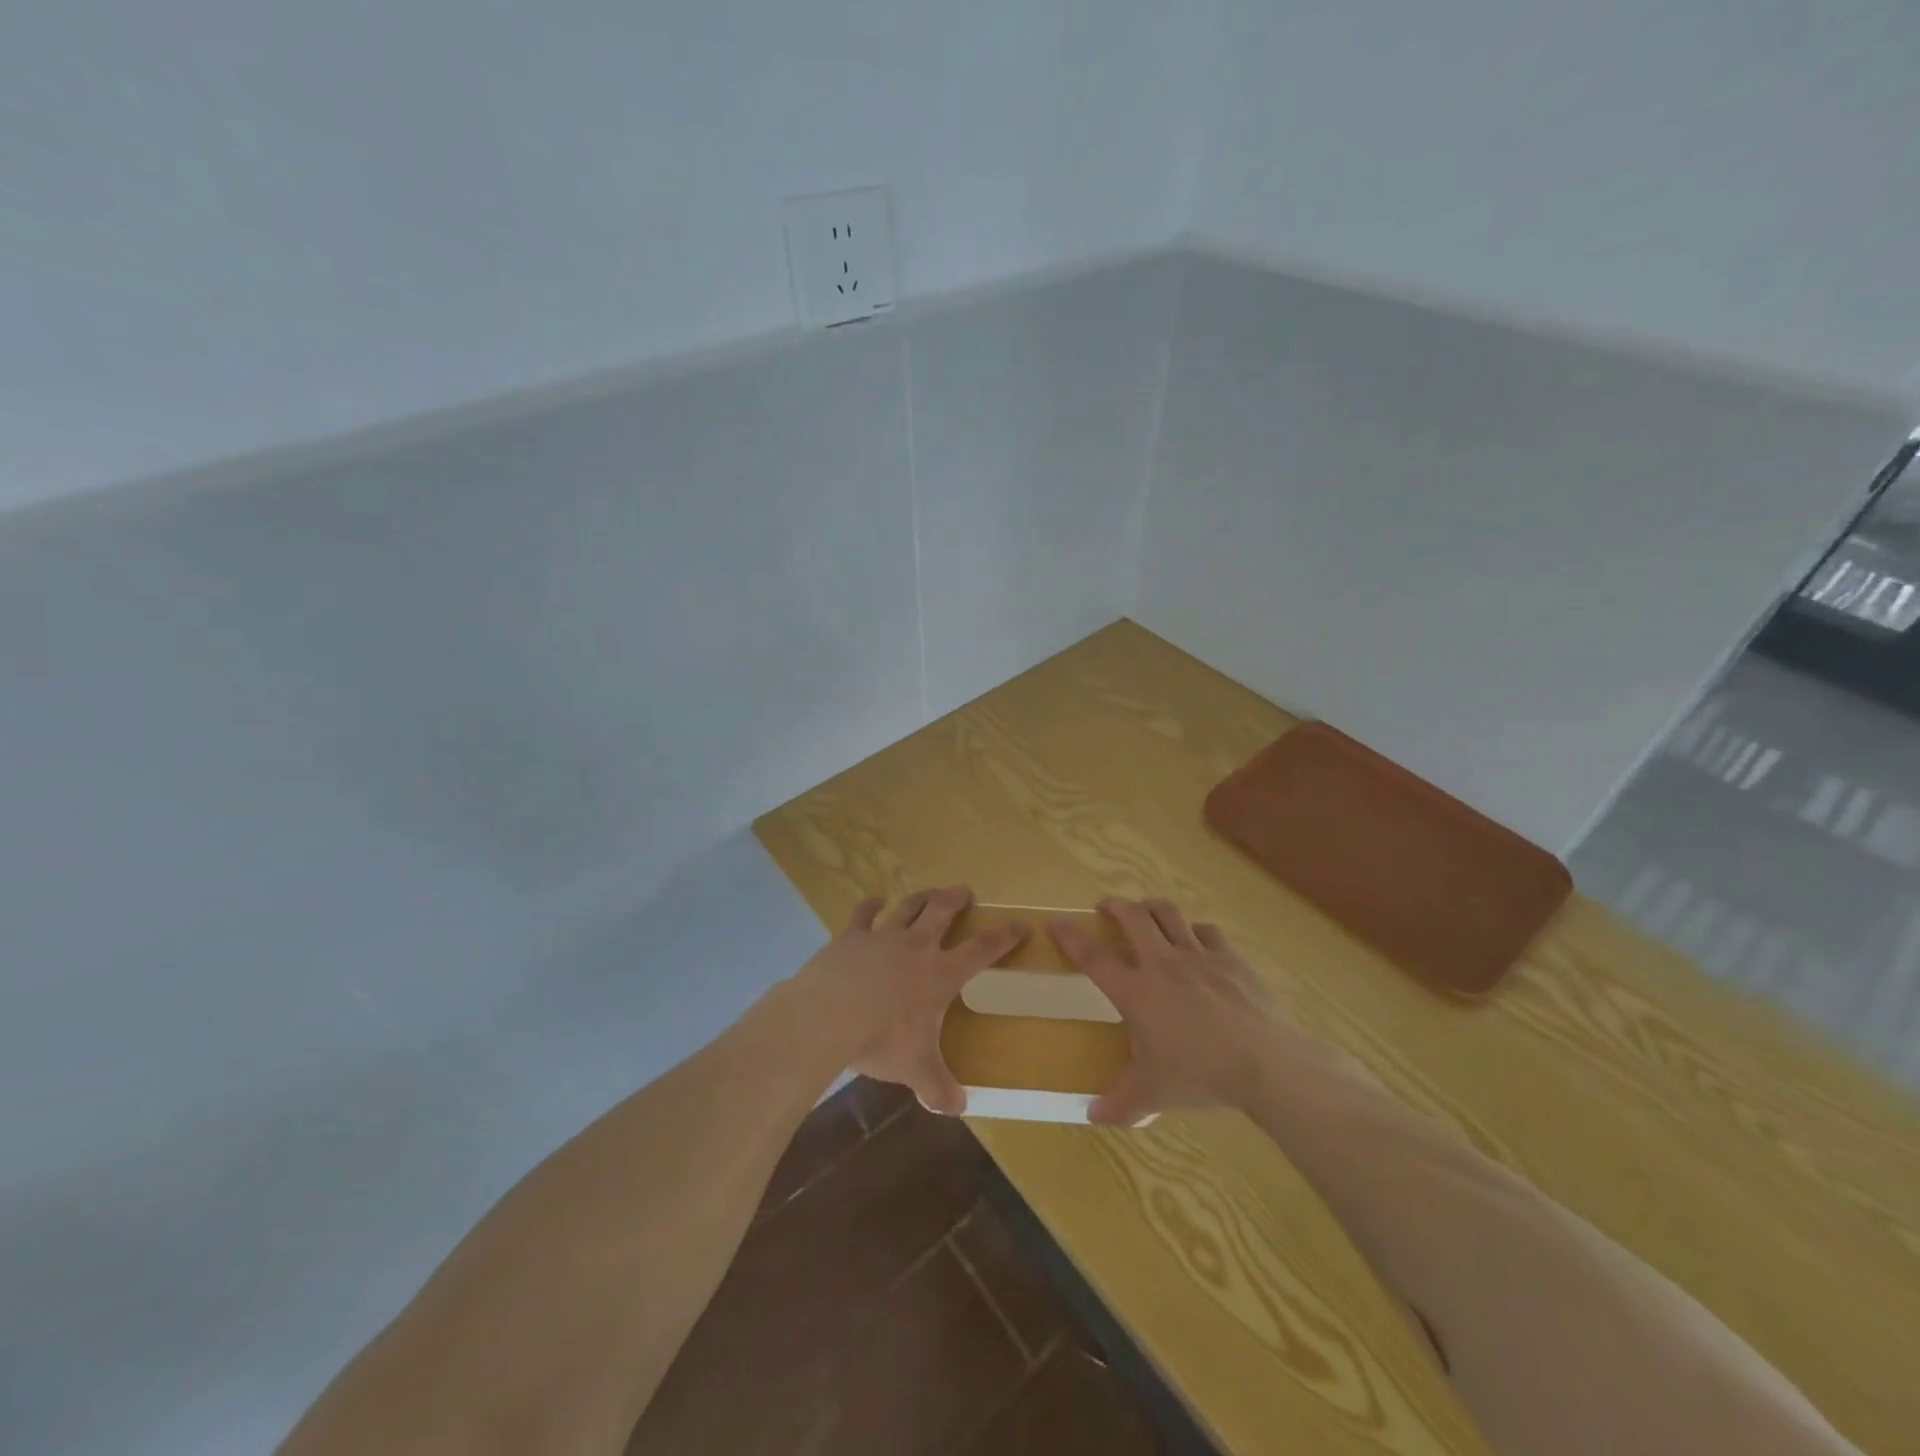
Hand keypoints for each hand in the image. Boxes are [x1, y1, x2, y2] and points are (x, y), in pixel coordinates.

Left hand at [793, 886, 1025, 1114]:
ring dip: (921, 897)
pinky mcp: (851, 936)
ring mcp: (882, 936)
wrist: (828, 1016)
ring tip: (929, 892)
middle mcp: (916, 947)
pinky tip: (875, 900)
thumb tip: (958, 1108)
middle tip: (965, 891)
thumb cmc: (881, 1040)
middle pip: (942, 911)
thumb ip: (939, 1087)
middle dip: (956, 899)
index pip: (982, 950)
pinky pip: (864, 913)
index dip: (1004, 936)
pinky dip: (871, 904)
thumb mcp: (916, 1069)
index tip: (1021, 924)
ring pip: (908, 907)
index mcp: (940, 974)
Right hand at [1052, 897, 1299, 1126]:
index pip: (1094, 957)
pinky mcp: (1229, 958)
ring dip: (1151, 907)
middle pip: (1132, 918)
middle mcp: (1162, 964)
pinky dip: (1194, 930)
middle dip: (1114, 906)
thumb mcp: (1153, 1094)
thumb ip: (1119, 1103)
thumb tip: (1091, 1116)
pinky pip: (1207, 932)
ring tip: (1145, 911)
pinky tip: (1195, 939)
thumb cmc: (1200, 1075)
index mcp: (1136, 992)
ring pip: (1169, 914)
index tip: (1057, 923)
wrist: (1264, 1063)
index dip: (1071, 937)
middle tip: (1106, 907)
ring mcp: (1198, 956)